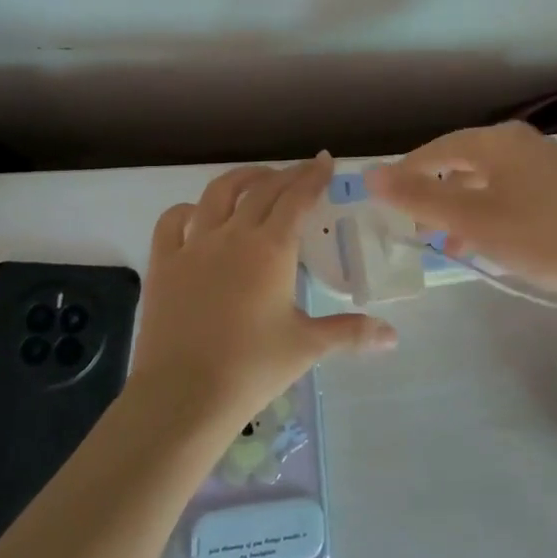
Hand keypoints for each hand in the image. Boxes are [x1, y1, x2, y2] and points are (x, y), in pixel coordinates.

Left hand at [130, 155, 398, 431]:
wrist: (184, 396)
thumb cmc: (252, 368)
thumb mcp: (306, 347)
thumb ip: (350, 333)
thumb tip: (392, 336)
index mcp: (271, 249)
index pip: (297, 197)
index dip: (313, 176)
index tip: (325, 161)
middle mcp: (234, 235)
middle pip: (263, 190)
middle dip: (286, 174)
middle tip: (301, 173)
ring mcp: (194, 245)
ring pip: (218, 193)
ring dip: (242, 179)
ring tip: (256, 180)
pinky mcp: (164, 263)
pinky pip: (173, 221)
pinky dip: (188, 209)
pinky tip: (198, 214)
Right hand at [365, 122, 556, 308]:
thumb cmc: (541, 234)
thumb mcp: (471, 219)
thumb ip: (418, 197)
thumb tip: (370, 174)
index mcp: (497, 141)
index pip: (437, 149)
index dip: (407, 172)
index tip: (386, 198)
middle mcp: (522, 144)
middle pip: (465, 163)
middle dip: (436, 194)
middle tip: (416, 225)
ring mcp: (550, 165)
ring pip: (491, 182)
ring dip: (464, 209)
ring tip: (448, 243)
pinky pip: (515, 195)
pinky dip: (493, 215)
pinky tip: (490, 244)